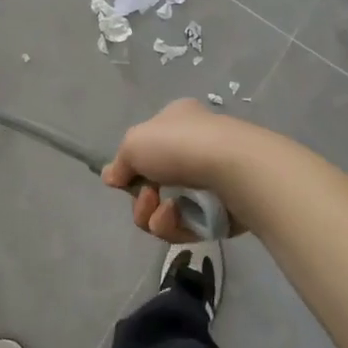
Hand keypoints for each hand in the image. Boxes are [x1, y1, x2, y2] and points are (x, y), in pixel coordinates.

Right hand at [103, 99, 254, 241]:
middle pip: (155, 184)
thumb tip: (112, 177)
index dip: (132, 166)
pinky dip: (177, 226)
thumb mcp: (134, 143)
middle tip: (147, 198)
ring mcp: (213, 180)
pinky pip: (189, 226)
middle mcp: (197, 147)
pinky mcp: (224, 211)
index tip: (123, 181)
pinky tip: (179, 219)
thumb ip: (120, 163)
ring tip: (165, 212)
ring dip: (155, 215)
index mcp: (178, 121)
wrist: (235, 170)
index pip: (149, 145)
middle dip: (142, 199)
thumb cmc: (180, 145)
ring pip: (169, 209)